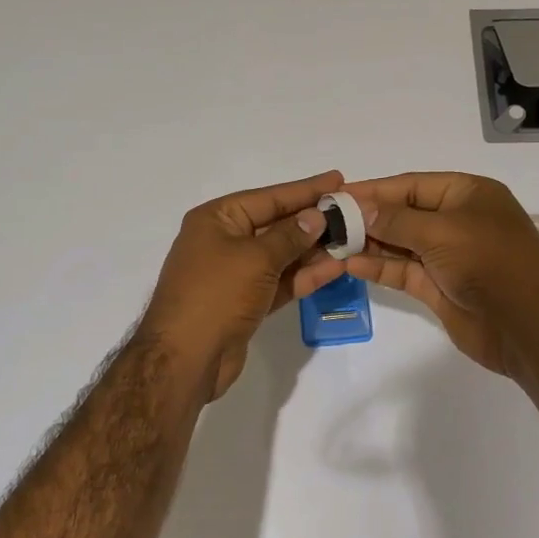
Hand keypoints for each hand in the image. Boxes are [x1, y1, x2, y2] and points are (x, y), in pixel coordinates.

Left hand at [140, 170, 350, 399]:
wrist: (185, 358)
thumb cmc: (216, 294)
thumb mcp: (256, 258)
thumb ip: (290, 236)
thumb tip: (315, 216)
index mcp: (216, 219)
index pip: (268, 197)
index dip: (304, 190)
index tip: (338, 179)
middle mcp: (223, 241)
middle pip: (275, 224)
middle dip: (312, 221)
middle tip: (352, 212)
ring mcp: (234, 274)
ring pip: (281, 255)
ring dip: (313, 250)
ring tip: (352, 240)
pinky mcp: (245, 302)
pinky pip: (279, 281)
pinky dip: (304, 276)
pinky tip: (335, 268)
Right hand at [341, 172, 538, 375]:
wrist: (528, 326)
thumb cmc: (490, 262)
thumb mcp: (442, 231)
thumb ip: (396, 220)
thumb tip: (360, 209)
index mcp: (467, 194)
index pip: (411, 185)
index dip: (374, 190)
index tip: (337, 194)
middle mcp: (456, 221)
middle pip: (402, 213)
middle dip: (367, 217)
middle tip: (326, 221)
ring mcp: (447, 255)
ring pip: (399, 243)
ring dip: (368, 243)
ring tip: (330, 242)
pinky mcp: (438, 286)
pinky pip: (402, 270)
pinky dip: (378, 266)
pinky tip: (349, 264)